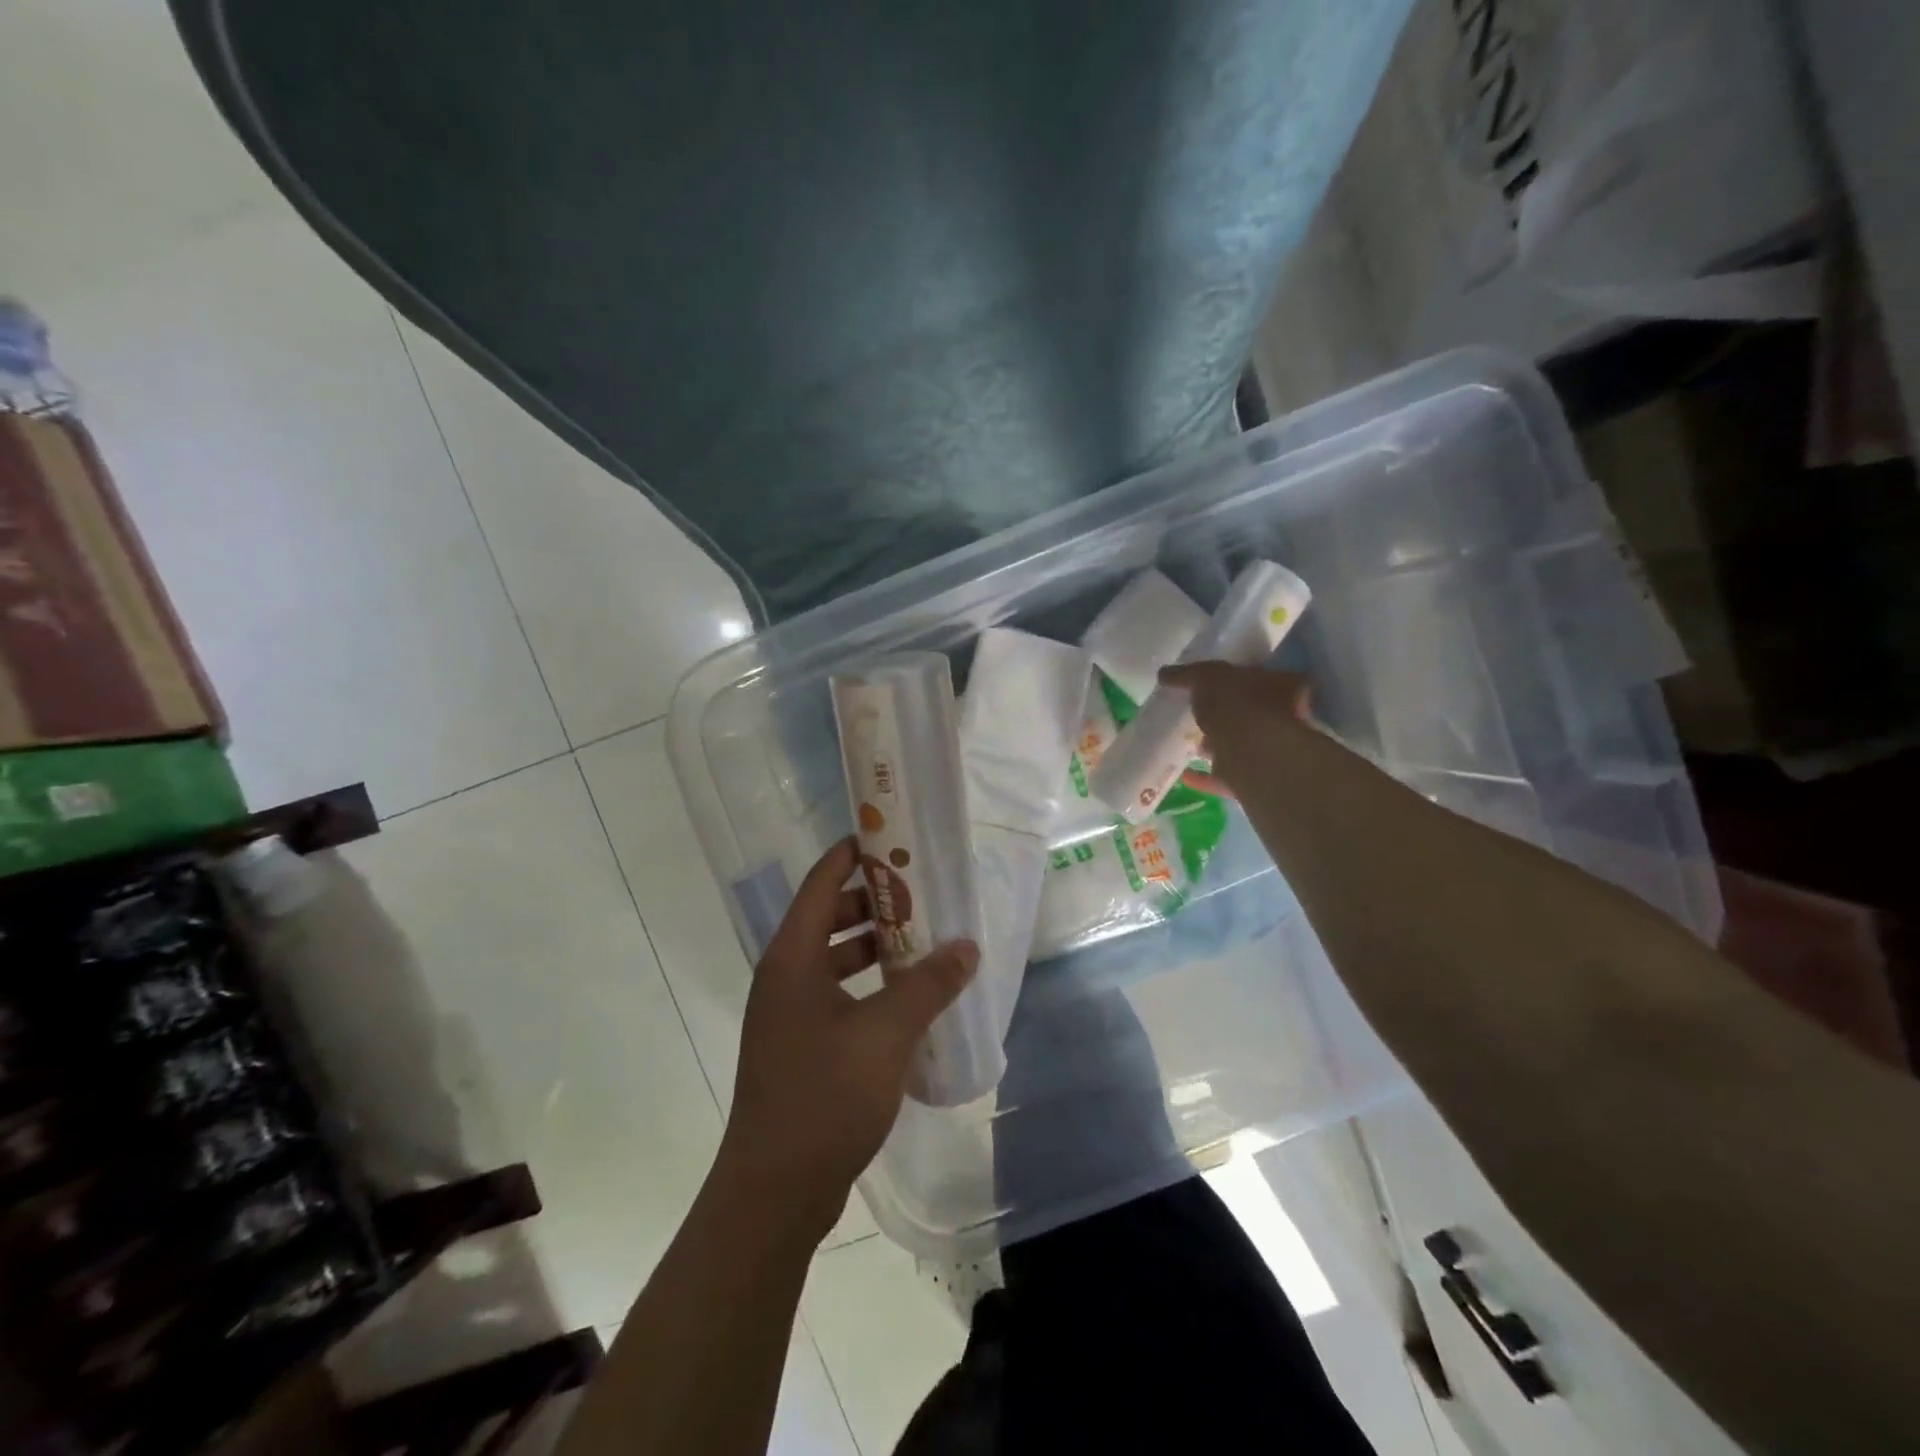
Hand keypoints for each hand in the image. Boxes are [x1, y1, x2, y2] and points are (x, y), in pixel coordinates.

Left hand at [719, 838, 978, 1236]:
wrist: (775, 1192)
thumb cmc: (824, 1095)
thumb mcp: (886, 1033)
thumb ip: (928, 984)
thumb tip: (967, 946)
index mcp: (793, 957)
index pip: (823, 881)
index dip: (855, 853)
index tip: (895, 837)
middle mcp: (786, 976)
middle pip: (831, 915)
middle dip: (876, 900)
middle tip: (925, 892)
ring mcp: (791, 1013)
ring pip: (836, 957)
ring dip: (877, 945)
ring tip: (926, 939)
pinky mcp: (802, 1046)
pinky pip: (840, 994)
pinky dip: (871, 984)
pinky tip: (910, 997)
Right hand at [1159, 661, 1312, 799]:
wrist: (1253, 753)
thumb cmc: (1239, 704)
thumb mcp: (1209, 677)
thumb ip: (1189, 674)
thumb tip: (1164, 673)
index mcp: (1281, 686)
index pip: (1260, 677)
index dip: (1236, 680)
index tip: (1212, 684)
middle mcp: (1283, 719)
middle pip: (1250, 713)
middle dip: (1225, 714)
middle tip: (1198, 714)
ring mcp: (1267, 752)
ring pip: (1238, 746)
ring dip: (1216, 746)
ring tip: (1190, 744)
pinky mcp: (1251, 780)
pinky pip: (1223, 777)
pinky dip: (1204, 776)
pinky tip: (1185, 774)